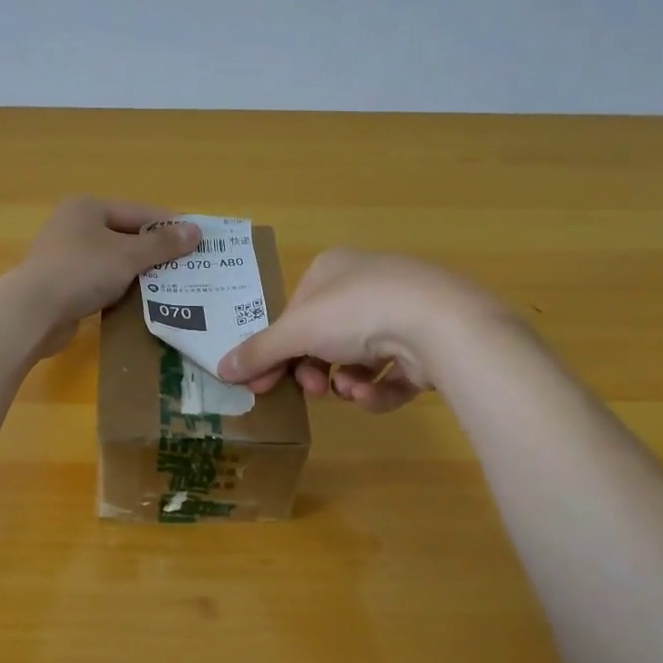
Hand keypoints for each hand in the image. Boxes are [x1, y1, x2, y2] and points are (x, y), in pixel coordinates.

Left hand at [11, 197, 200, 358]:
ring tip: (174, 284)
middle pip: (127, 235)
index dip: (171, 225)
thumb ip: (162, 244)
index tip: (199, 239)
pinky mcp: (65, 284)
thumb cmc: (82, 272)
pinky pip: (103, 281)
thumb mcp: (128, 255)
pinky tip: (143, 300)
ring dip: (141, 272)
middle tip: (190, 265)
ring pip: (115, 260)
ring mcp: (68, 256)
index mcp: (88, 207)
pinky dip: (122, 288)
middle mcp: (76, 225)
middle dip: (157, 251)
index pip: (140, 211)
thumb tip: (196, 231)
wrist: (33, 313)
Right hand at [217, 249, 503, 412]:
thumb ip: (260, 352)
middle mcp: (367, 284)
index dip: (276, 351)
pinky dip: (379, 388)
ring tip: (352, 390)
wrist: (441, 323)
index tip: (262, 385)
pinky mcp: (429, 343)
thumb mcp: (298, 331)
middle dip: (313, 370)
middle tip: (311, 391)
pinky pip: (392, 372)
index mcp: (332, 269)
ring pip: (357, 359)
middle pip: (324, 338)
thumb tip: (221, 368)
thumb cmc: (358, 312)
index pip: (294, 314)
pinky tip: (375, 393)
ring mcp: (402, 312)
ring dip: (347, 381)